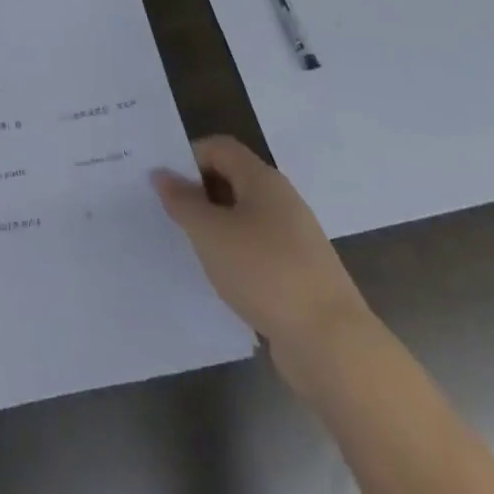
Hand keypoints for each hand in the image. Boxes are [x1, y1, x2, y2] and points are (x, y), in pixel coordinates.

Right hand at [152, 136, 368, 362]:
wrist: (332, 345)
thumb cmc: (264, 272)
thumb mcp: (209, 232)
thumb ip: (182, 201)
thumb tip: (161, 174)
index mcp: (263, 179)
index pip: (220, 148)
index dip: (189, 158)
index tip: (164, 183)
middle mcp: (282, 200)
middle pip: (233, 180)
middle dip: (200, 193)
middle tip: (170, 214)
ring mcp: (295, 239)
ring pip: (245, 219)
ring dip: (217, 227)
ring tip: (190, 248)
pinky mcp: (301, 275)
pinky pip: (259, 251)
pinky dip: (237, 257)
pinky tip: (222, 279)